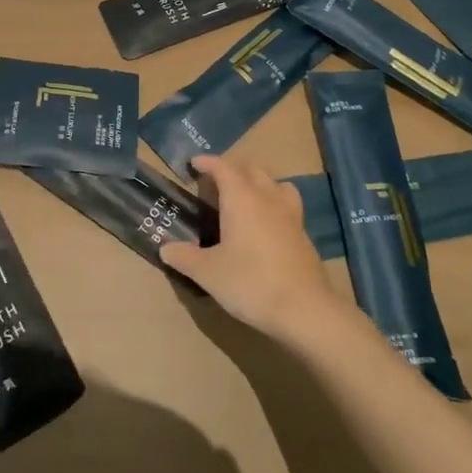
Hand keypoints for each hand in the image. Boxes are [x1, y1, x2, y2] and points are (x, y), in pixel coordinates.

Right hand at [160, 154, 348, 341]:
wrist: (305, 310)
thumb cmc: (251, 283)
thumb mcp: (208, 273)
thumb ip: (184, 257)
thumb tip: (165, 248)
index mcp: (241, 198)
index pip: (223, 167)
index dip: (208, 162)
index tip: (194, 163)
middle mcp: (267, 197)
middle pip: (251, 168)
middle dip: (232, 168)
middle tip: (215, 181)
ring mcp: (289, 214)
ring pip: (274, 182)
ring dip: (258, 181)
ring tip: (244, 196)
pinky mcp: (303, 233)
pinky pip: (287, 203)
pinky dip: (273, 202)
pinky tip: (266, 224)